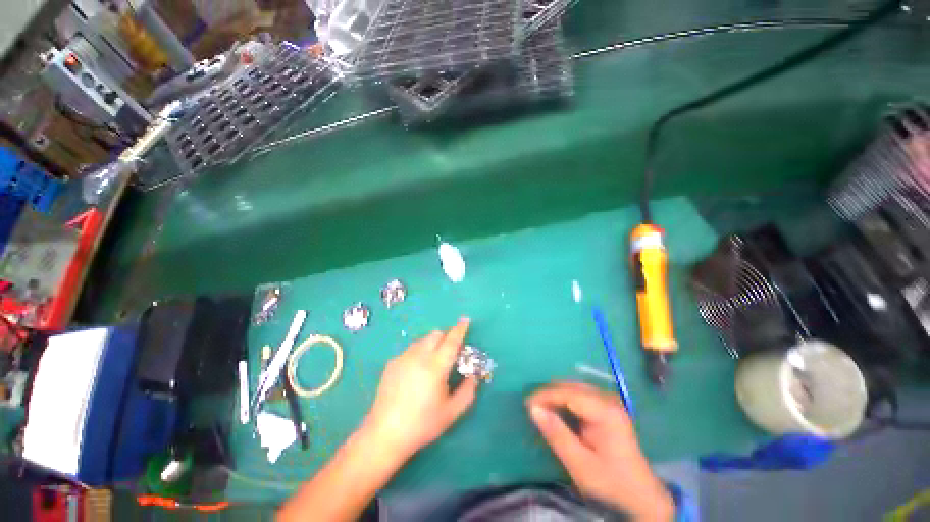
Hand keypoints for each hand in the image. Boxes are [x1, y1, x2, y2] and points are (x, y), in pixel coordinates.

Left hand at [362, 318, 478, 461]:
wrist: (385, 434)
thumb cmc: (422, 424)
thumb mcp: (451, 412)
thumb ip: (468, 392)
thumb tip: (474, 376)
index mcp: (436, 366)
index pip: (451, 341)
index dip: (460, 329)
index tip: (465, 319)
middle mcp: (419, 356)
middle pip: (436, 334)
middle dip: (446, 336)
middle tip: (450, 350)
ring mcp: (403, 358)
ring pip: (422, 340)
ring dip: (432, 343)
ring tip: (433, 361)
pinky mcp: (392, 363)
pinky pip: (411, 349)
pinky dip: (419, 352)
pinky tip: (416, 371)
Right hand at [526, 382, 674, 520]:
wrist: (641, 496)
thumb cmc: (610, 482)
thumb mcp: (580, 464)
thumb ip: (556, 434)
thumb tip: (533, 408)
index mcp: (605, 411)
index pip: (568, 393)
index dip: (545, 395)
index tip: (527, 404)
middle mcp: (608, 399)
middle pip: (571, 387)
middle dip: (549, 394)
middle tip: (532, 407)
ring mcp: (609, 402)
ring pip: (574, 388)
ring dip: (556, 396)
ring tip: (540, 408)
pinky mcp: (608, 407)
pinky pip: (580, 395)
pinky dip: (565, 400)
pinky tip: (557, 410)